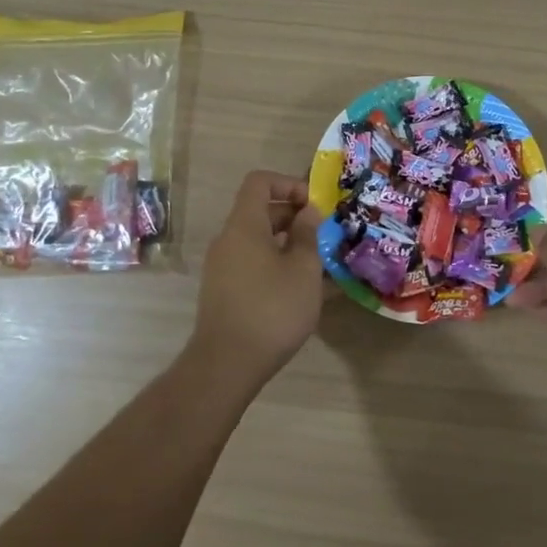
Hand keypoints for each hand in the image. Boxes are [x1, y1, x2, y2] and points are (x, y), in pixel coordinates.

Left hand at [190, 170, 326, 379]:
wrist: (226, 364)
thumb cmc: (272, 309)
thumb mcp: (303, 269)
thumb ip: (307, 234)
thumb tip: (308, 211)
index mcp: (244, 225)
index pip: (259, 182)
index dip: (288, 183)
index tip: (314, 205)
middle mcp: (228, 240)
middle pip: (259, 212)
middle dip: (294, 217)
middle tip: (324, 236)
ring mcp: (222, 267)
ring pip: (258, 241)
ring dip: (288, 245)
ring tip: (320, 265)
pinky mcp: (224, 291)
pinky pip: (253, 264)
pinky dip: (276, 266)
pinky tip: (301, 291)